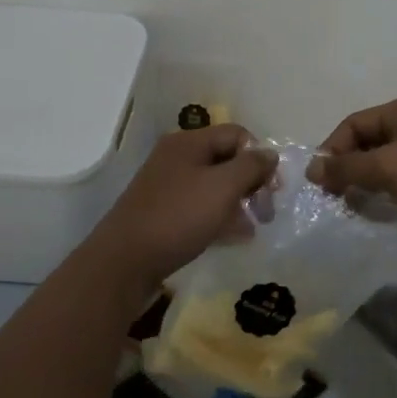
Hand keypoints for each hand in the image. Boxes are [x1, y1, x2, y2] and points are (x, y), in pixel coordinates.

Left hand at [86, 125, 275, 292]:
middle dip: (251, 183)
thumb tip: (270, 154)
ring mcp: (168, 186)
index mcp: (189, 142)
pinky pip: (200, 207)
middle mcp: (177, 158)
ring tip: (252, 228)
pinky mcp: (163, 213)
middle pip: (226, 159)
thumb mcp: (223, 187)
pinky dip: (219, 217)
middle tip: (266, 211)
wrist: (123, 263)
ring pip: (214, 186)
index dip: (260, 156)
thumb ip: (251, 166)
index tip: (273, 188)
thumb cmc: (178, 217)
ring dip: (238, 203)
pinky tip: (233, 237)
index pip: (237, 134)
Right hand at [307, 95, 396, 240]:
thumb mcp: (387, 168)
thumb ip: (347, 167)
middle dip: (347, 165)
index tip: (321, 179)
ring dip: (364, 178)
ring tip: (351, 203)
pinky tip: (378, 205)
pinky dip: (384, 187)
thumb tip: (312, 168)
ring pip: (383, 159)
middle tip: (333, 194)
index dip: (332, 149)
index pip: (354, 123)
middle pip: (368, 140)